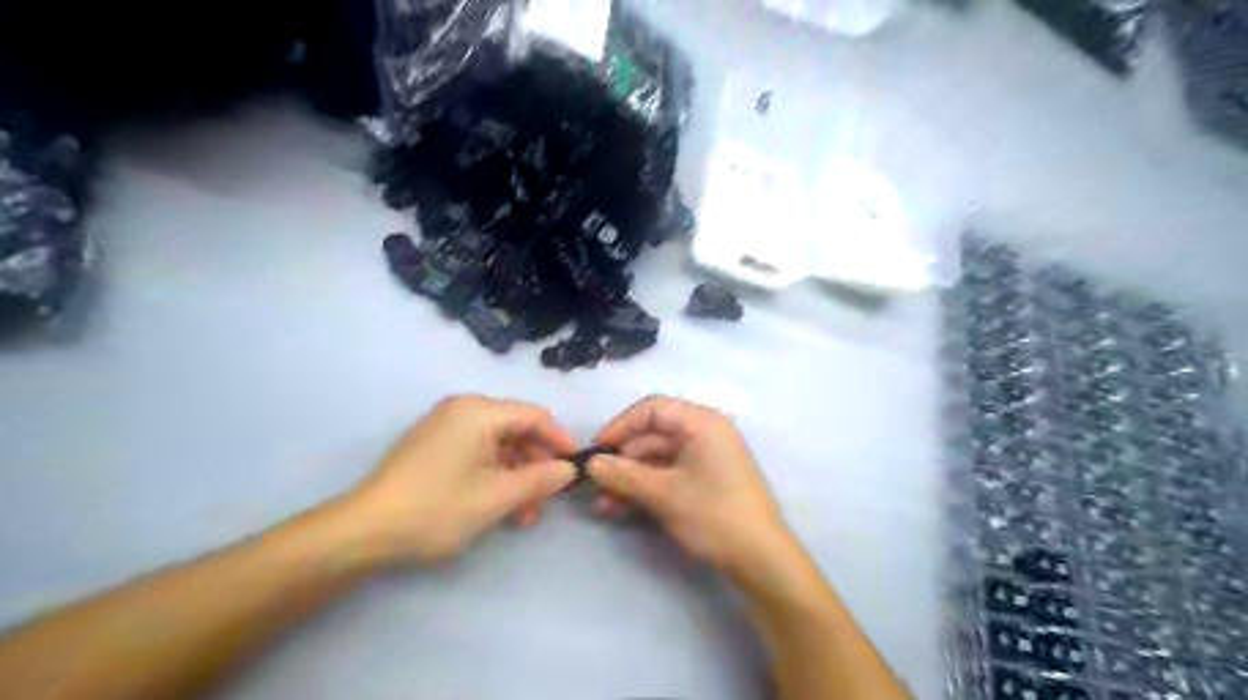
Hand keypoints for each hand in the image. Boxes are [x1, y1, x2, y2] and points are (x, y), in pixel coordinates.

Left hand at [335, 395, 580, 565]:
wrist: (363, 531)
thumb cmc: (436, 508)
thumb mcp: (497, 496)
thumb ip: (540, 479)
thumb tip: (569, 470)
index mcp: (479, 411)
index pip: (535, 416)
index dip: (560, 441)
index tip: (574, 471)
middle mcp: (463, 410)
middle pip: (517, 430)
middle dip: (537, 465)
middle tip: (546, 501)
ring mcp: (445, 427)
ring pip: (499, 445)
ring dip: (517, 477)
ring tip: (523, 515)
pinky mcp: (434, 447)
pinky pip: (478, 453)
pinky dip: (495, 476)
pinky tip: (500, 507)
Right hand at [586, 397, 787, 575]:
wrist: (762, 559)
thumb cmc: (714, 515)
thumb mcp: (664, 494)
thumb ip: (624, 475)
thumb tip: (591, 464)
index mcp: (702, 423)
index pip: (652, 409)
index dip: (621, 426)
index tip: (596, 450)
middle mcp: (705, 433)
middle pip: (653, 435)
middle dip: (622, 460)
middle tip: (595, 483)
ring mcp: (706, 458)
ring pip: (658, 459)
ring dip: (630, 479)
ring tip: (602, 504)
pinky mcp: (706, 481)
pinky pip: (669, 475)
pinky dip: (646, 489)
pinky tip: (621, 509)